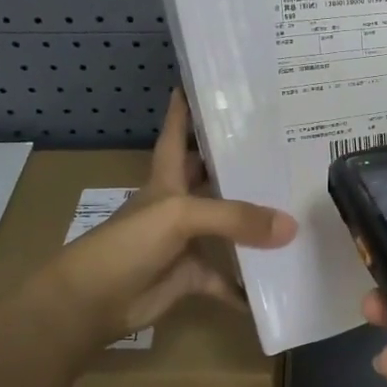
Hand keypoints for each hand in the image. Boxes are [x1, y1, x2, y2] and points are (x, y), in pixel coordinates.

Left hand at [36, 89, 295, 343]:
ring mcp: (185, 242)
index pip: (176, 134)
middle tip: (281, 147)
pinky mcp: (191, 276)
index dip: (185, 109)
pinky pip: (226, 280)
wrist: (90, 303)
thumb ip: (235, 218)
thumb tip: (291, 226)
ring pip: (227, 228)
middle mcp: (178, 205)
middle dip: (240, 164)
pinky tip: (278, 284)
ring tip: (296, 209)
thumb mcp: (180, 216)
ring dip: (254, 225)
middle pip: (211, 178)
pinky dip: (247, 287)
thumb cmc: (127, 245)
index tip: (204, 83)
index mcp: (167, 180)